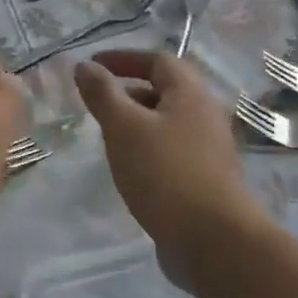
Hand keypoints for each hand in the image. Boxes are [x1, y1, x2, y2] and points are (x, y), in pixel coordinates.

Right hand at [74, 51, 260, 260]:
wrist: (214, 240)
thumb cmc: (165, 172)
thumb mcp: (123, 128)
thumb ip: (103, 94)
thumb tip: (84, 66)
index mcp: (190, 92)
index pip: (157, 60)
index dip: (123, 58)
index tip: (93, 66)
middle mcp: (206, 113)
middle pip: (166, 90)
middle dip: (129, 91)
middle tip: (98, 104)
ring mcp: (211, 147)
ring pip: (169, 122)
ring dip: (138, 122)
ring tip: (109, 138)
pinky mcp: (208, 177)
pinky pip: (173, 149)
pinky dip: (149, 148)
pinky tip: (132, 168)